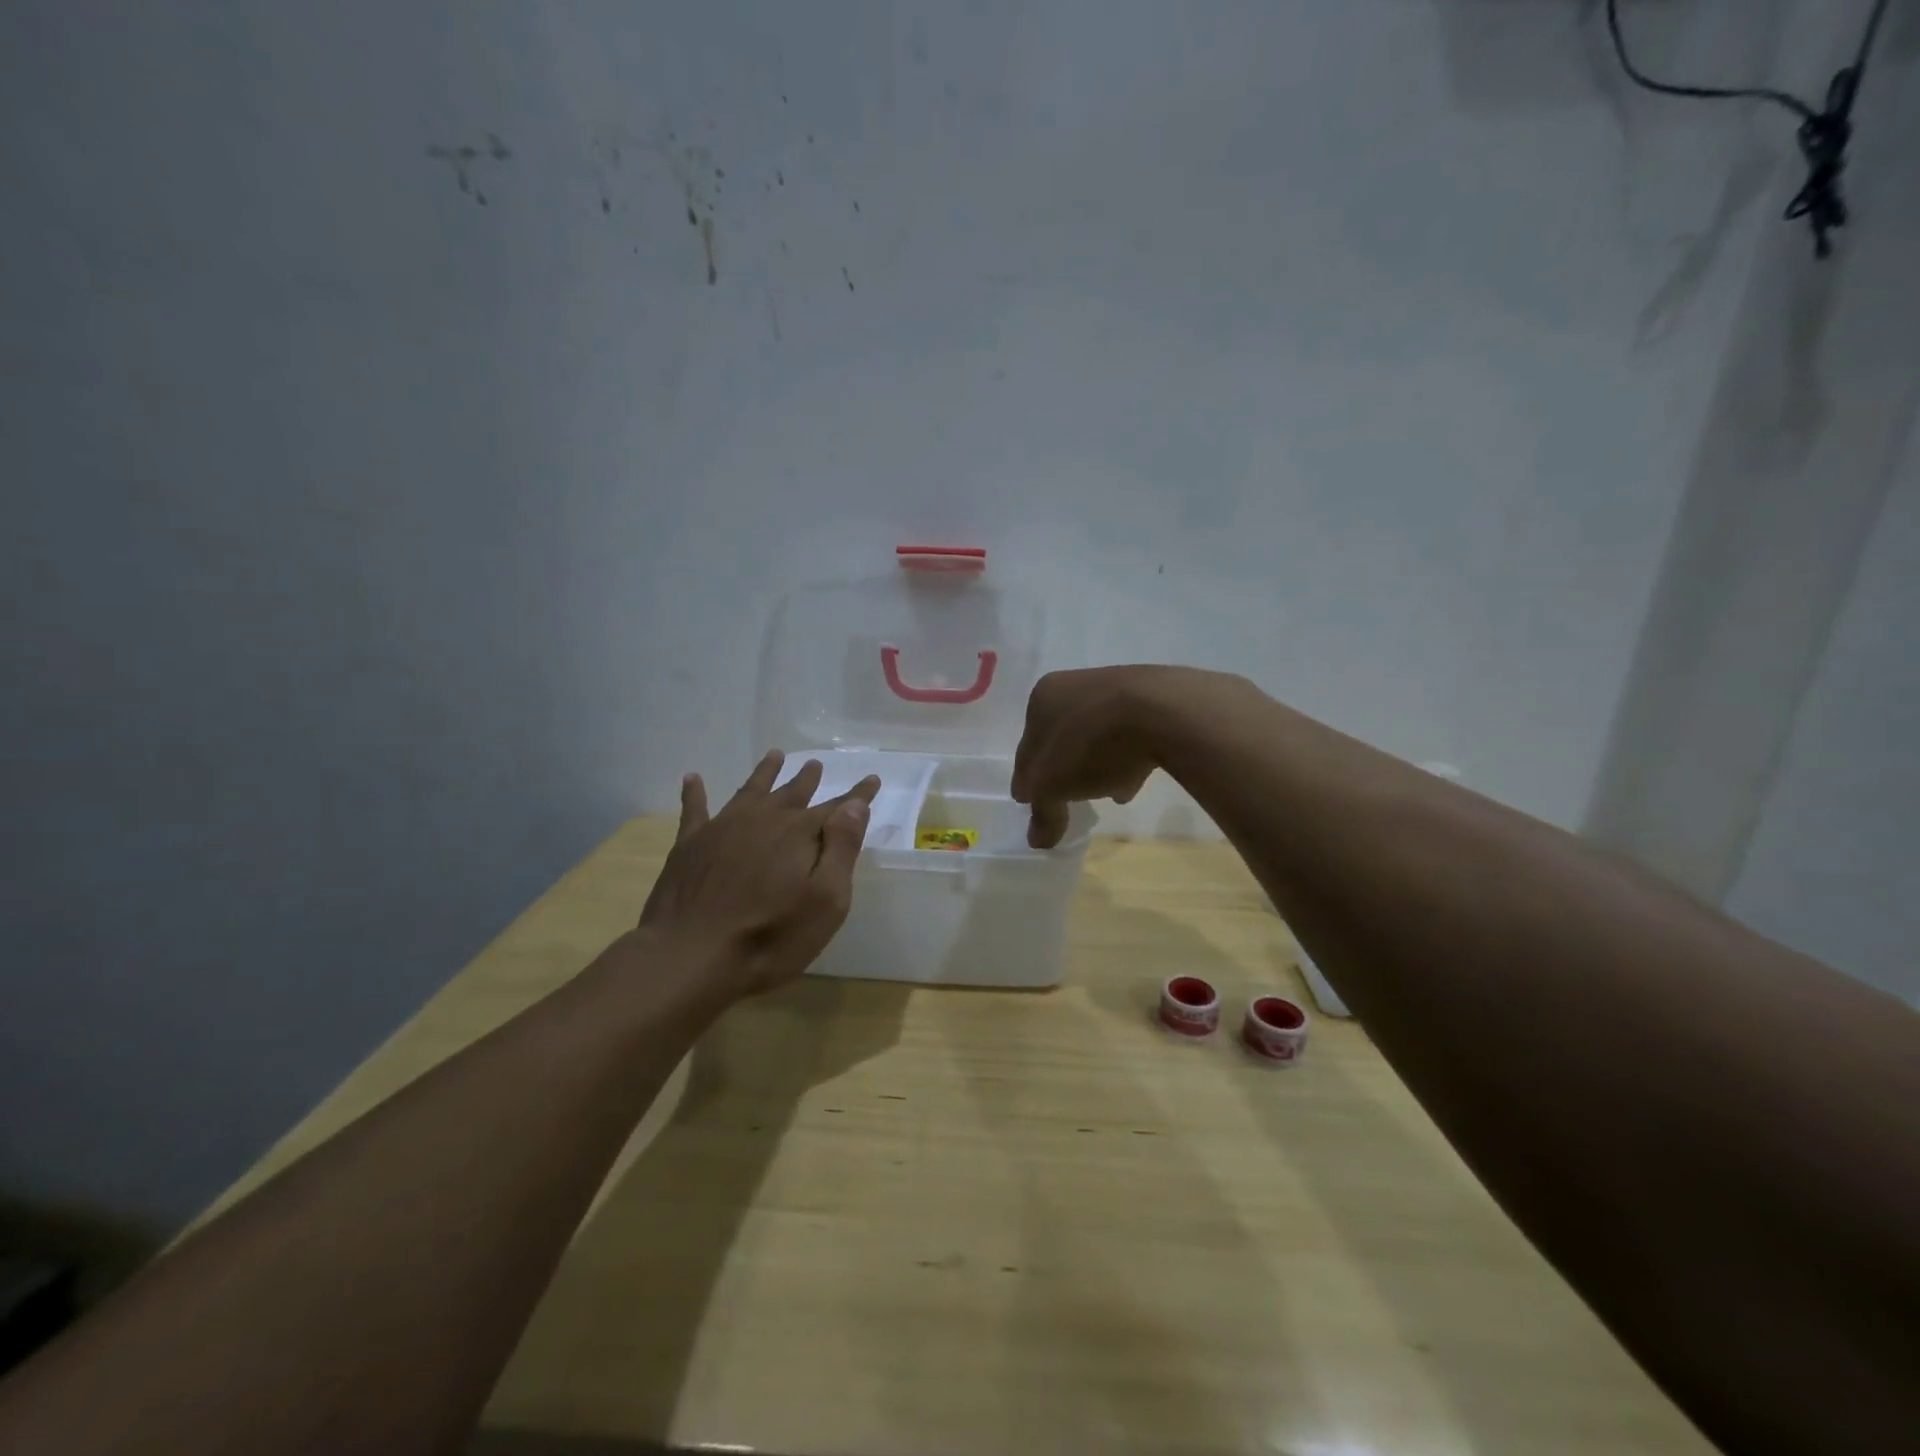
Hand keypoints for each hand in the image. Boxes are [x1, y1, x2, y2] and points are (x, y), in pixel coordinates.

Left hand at [639, 751, 880, 997]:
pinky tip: (693, 778)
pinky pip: (695, 808)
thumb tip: (854, 805)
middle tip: (816, 764)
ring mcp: (723, 828)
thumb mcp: (826, 901)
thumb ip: (842, 849)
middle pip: (791, 794)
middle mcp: (763, 820)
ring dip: (765, 773)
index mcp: (800, 834)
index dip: (857, 794)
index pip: (837, 809)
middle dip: (807, 780)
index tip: (872, 779)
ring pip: (750, 791)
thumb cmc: (770, 937)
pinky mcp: (690, 845)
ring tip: (775, 756)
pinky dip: (695, 792)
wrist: (690, 956)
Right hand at [1012, 666, 1249, 847]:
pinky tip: (1133, 781)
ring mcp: (1115, 688)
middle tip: (1065, 797)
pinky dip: (1125, 757)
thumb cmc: (1091, 743)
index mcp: (1042, 698)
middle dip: (1061, 769)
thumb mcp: (1054, 786)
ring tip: (1105, 794)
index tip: (1029, 801)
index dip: (1026, 778)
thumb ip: (1043, 812)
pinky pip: (1128, 735)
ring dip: (1095, 764)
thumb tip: (1037, 840)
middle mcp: (1074, 685)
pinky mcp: (1151, 698)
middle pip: (1061, 739)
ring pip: (1095, 736)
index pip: (1026, 747)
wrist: (1162, 712)